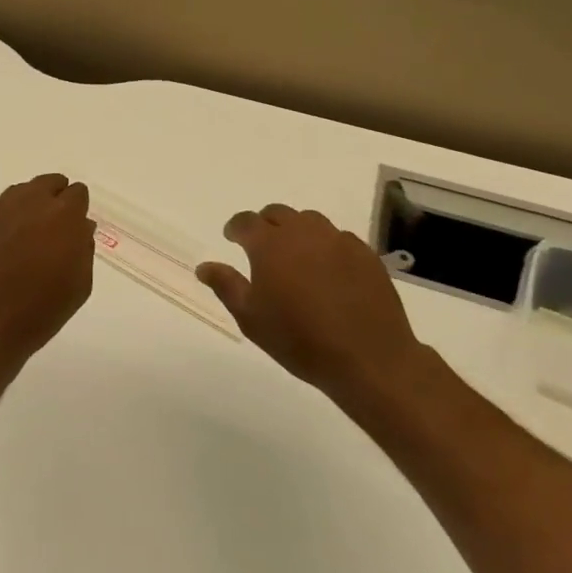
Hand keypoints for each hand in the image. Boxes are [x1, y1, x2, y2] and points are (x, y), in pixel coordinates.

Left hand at [0, 173, 95, 378]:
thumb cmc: (39, 313)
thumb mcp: (78, 286)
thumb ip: (83, 249)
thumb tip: (81, 227)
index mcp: (63, 216)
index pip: (77, 193)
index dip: (77, 210)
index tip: (74, 229)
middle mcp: (31, 203)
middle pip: (49, 183)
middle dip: (55, 199)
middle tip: (54, 229)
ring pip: (22, 192)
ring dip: (30, 205)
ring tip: (29, 236)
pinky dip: (7, 220)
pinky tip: (5, 245)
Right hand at [196, 204, 427, 410]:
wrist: (368, 358)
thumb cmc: (299, 340)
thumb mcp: (251, 318)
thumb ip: (225, 285)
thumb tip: (204, 266)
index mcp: (270, 244)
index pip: (246, 221)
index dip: (235, 227)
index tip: (231, 238)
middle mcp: (303, 232)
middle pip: (278, 214)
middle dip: (265, 225)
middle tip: (261, 247)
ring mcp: (338, 240)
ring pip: (310, 221)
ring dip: (296, 231)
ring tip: (295, 256)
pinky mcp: (365, 254)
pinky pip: (339, 238)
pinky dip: (326, 246)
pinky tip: (328, 270)